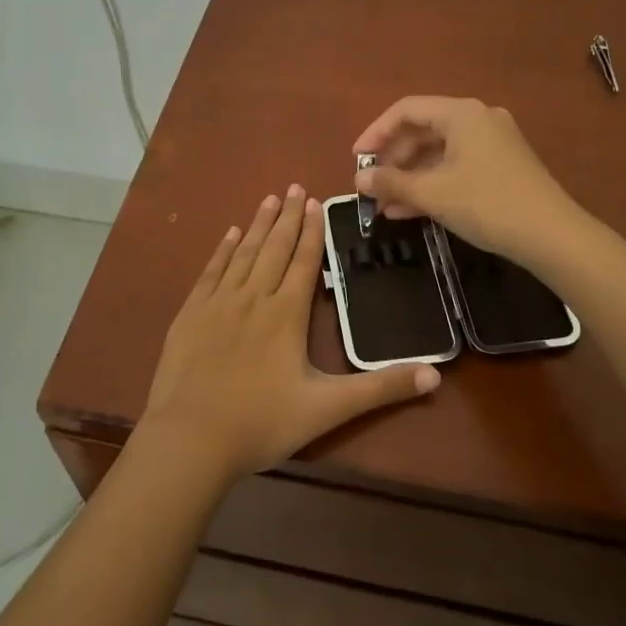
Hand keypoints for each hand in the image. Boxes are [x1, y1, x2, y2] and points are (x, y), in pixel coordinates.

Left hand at [141, 184, 438, 481]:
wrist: (190, 439)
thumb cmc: (261, 423)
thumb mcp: (328, 409)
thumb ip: (380, 388)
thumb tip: (435, 376)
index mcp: (286, 314)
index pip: (303, 262)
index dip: (312, 232)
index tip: (315, 202)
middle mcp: (253, 297)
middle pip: (274, 248)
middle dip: (287, 217)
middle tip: (294, 186)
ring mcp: (218, 303)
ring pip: (243, 253)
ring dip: (257, 224)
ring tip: (269, 199)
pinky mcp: (190, 313)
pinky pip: (211, 271)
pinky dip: (222, 250)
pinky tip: (229, 234)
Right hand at [353, 97, 581, 264]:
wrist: (552, 236)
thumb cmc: (487, 204)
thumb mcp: (433, 193)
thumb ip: (392, 182)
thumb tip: (359, 178)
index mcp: (462, 113)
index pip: (406, 110)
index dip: (376, 132)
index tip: (357, 159)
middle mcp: (478, 119)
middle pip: (423, 131)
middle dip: (393, 160)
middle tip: (372, 187)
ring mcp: (493, 143)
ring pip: (439, 153)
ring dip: (410, 177)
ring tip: (385, 205)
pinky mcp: (502, 166)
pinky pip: (456, 166)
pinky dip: (433, 184)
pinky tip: (411, 210)